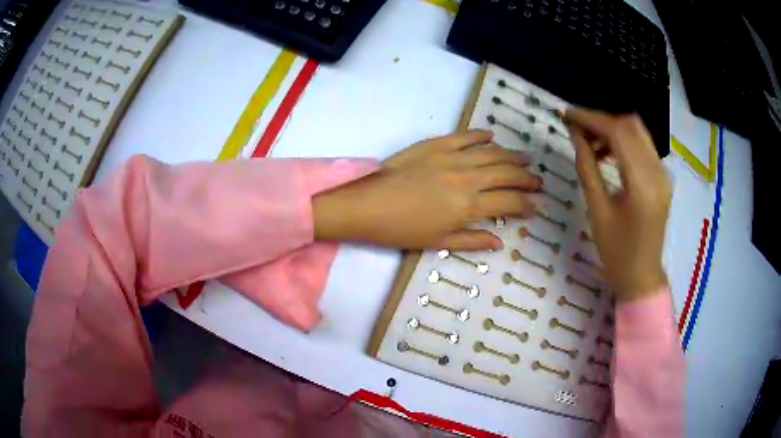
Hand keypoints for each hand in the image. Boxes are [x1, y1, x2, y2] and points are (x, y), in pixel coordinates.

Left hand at [313, 130, 541, 250]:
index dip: (526, 205)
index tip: (536, 206)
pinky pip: (465, 136)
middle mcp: (467, 178)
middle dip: (526, 178)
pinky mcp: (436, 144)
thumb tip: (501, 242)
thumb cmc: (402, 230)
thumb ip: (473, 240)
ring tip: (525, 159)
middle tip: (538, 181)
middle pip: (506, 175)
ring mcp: (452, 158)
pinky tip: (491, 135)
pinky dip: (480, 135)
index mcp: (469, 206)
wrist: (367, 205)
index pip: (509, 203)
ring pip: (491, 153)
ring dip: (512, 156)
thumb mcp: (439, 241)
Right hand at [566, 109, 670, 301]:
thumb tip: (575, 135)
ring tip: (590, 143)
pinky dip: (623, 141)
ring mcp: (663, 174)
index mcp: (642, 185)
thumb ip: (587, 168)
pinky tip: (607, 153)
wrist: (641, 277)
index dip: (591, 119)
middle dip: (601, 120)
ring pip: (637, 132)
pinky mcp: (662, 177)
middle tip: (577, 128)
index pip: (619, 134)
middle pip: (631, 125)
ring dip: (612, 129)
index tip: (567, 115)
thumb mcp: (597, 211)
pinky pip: (642, 146)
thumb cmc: (616, 253)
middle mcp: (658, 173)